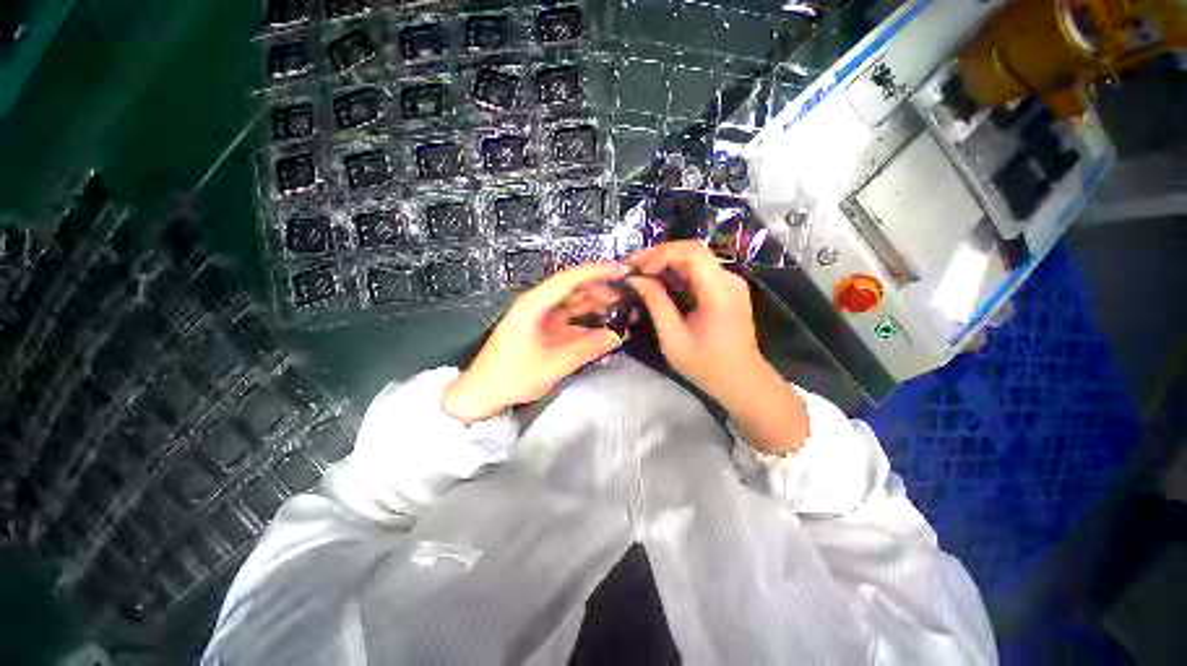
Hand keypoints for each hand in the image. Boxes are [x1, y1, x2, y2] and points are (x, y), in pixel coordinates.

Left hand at [442, 263, 626, 423]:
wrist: (482, 393)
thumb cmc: (511, 377)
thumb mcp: (552, 365)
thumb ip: (586, 349)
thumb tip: (617, 336)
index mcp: (534, 304)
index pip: (569, 279)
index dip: (597, 271)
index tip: (624, 270)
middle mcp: (539, 305)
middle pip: (574, 289)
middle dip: (602, 289)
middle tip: (630, 296)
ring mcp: (542, 318)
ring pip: (575, 304)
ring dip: (598, 304)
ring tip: (624, 308)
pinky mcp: (546, 331)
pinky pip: (572, 321)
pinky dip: (589, 323)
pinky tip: (607, 327)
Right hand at [626, 241, 763, 405]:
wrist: (741, 380)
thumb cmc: (706, 365)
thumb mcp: (673, 338)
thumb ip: (656, 304)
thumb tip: (636, 279)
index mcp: (719, 291)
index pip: (690, 253)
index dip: (660, 254)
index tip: (637, 269)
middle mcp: (729, 279)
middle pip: (693, 250)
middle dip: (660, 254)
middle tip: (634, 266)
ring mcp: (731, 282)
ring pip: (696, 258)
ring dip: (667, 261)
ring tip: (642, 272)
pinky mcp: (728, 289)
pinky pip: (700, 271)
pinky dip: (678, 272)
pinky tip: (661, 281)